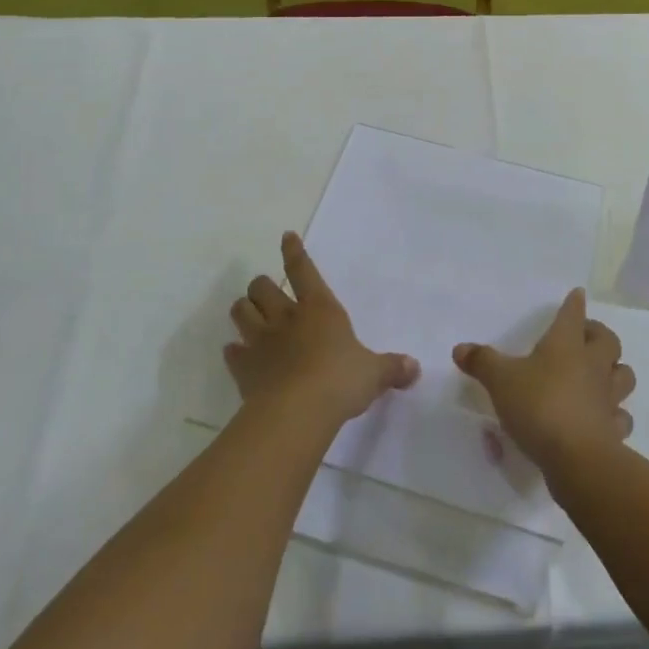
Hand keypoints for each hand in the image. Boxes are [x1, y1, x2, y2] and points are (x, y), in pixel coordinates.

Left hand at [227, 232, 419, 426]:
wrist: (297, 412)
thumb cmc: (340, 381)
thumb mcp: (374, 374)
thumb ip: (392, 368)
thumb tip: (415, 367)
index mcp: (319, 308)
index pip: (303, 270)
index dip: (294, 251)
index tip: (286, 236)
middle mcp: (286, 317)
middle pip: (262, 287)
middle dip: (262, 286)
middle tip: (267, 292)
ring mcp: (261, 341)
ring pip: (240, 311)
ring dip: (243, 310)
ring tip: (248, 314)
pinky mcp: (244, 368)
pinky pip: (232, 352)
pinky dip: (235, 351)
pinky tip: (238, 353)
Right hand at [452, 289, 635, 473]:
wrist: (577, 458)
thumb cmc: (539, 406)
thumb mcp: (500, 381)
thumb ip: (482, 363)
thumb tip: (460, 348)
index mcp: (566, 344)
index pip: (573, 314)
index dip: (574, 304)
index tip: (578, 295)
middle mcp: (592, 365)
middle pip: (608, 340)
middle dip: (599, 334)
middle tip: (585, 337)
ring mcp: (607, 397)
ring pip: (623, 375)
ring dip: (615, 371)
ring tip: (600, 375)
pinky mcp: (614, 428)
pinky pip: (620, 415)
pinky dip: (615, 414)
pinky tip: (603, 418)